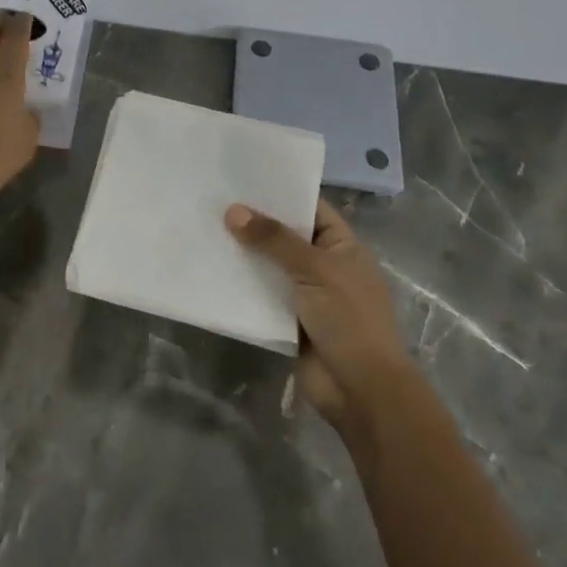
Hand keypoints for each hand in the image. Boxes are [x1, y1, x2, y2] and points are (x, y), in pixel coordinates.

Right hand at [224, 199, 413, 433]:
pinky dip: (242, 285)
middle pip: (285, 236)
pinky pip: (261, 294)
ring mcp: (307, 294)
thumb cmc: (349, 319)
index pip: (310, 208)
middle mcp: (325, 265)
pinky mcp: (288, 320)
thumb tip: (232, 211)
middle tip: (214, 199)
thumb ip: (273, 240)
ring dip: (244, 254)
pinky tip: (212, 268)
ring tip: (205, 228)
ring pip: (270, 266)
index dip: (281, 192)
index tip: (244, 176)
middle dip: (255, 222)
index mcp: (342, 246)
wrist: (361, 390)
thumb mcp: (315, 270)